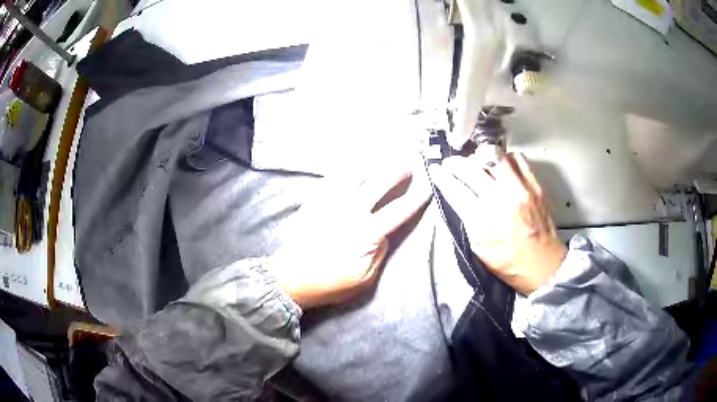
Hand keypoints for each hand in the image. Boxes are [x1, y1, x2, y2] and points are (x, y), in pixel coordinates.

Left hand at [269, 164, 430, 307]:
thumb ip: (379, 253)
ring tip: (383, 155)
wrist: (289, 278)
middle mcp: (350, 211)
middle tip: (408, 163)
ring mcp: (330, 202)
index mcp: (366, 233)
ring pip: (354, 174)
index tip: (428, 187)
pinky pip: (332, 177)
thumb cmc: (329, 284)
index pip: (398, 211)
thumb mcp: (364, 279)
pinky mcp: (314, 201)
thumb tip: (384, 232)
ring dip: (372, 163)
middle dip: (396, 171)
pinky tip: (352, 163)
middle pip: (378, 183)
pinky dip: (345, 168)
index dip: (416, 199)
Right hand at [431, 152, 565, 294]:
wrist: (544, 265)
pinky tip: (501, 166)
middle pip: (473, 169)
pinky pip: (518, 159)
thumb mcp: (479, 249)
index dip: (442, 177)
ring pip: (495, 157)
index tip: (436, 170)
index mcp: (484, 221)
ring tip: (478, 164)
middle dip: (457, 163)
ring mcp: (521, 190)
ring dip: (481, 158)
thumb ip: (467, 221)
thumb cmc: (510, 263)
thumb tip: (457, 197)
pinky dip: (505, 158)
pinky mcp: (535, 186)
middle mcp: (502, 201)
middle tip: (452, 163)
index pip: (456, 190)